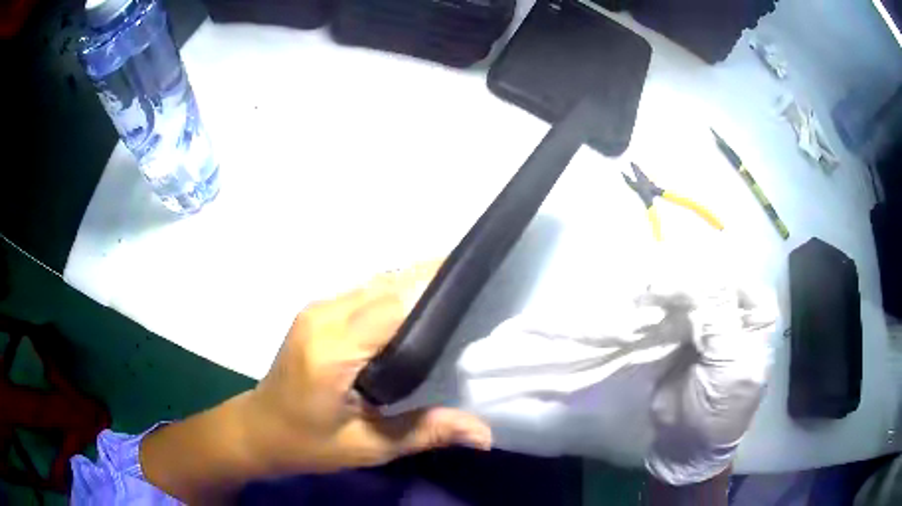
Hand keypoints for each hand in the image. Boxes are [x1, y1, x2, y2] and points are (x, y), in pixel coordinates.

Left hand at [247, 262, 491, 472]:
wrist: (259, 429)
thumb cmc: (308, 443)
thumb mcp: (368, 447)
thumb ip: (425, 432)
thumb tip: (484, 434)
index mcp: (331, 352)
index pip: (391, 308)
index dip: (432, 295)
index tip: (474, 293)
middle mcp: (322, 318)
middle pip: (386, 286)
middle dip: (429, 280)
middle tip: (474, 290)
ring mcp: (315, 310)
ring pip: (374, 283)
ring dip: (412, 283)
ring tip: (453, 292)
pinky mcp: (315, 311)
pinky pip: (363, 292)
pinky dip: (393, 293)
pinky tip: (417, 306)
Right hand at [642, 243, 777, 485]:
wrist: (684, 443)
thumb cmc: (718, 410)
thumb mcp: (729, 368)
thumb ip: (722, 323)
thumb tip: (707, 279)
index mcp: (754, 323)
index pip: (740, 282)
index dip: (718, 274)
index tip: (690, 277)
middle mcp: (733, 316)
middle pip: (714, 283)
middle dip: (689, 280)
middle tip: (660, 284)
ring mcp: (707, 323)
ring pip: (692, 293)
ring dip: (671, 289)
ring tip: (649, 291)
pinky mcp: (682, 334)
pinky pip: (673, 310)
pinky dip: (660, 303)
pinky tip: (647, 299)